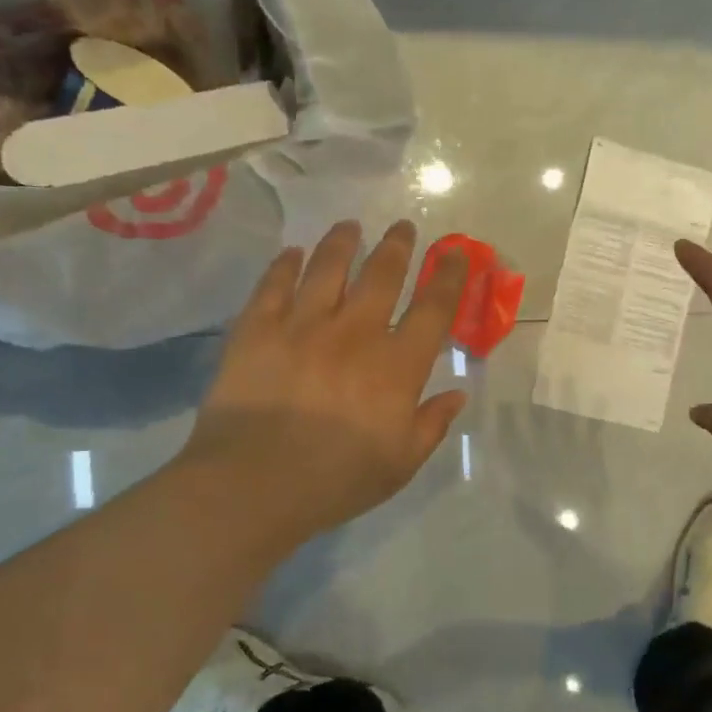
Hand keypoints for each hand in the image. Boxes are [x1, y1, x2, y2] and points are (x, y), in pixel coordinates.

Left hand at [176, 219, 468, 544]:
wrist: (254, 484)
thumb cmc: (337, 481)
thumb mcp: (401, 463)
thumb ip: (431, 424)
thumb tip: (458, 393)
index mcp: (397, 366)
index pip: (433, 309)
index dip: (450, 277)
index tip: (457, 254)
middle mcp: (356, 333)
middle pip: (382, 275)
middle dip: (398, 246)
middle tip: (403, 228)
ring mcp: (303, 326)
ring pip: (328, 268)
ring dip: (343, 242)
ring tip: (350, 226)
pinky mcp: (257, 329)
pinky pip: (274, 285)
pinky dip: (285, 265)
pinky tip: (291, 253)